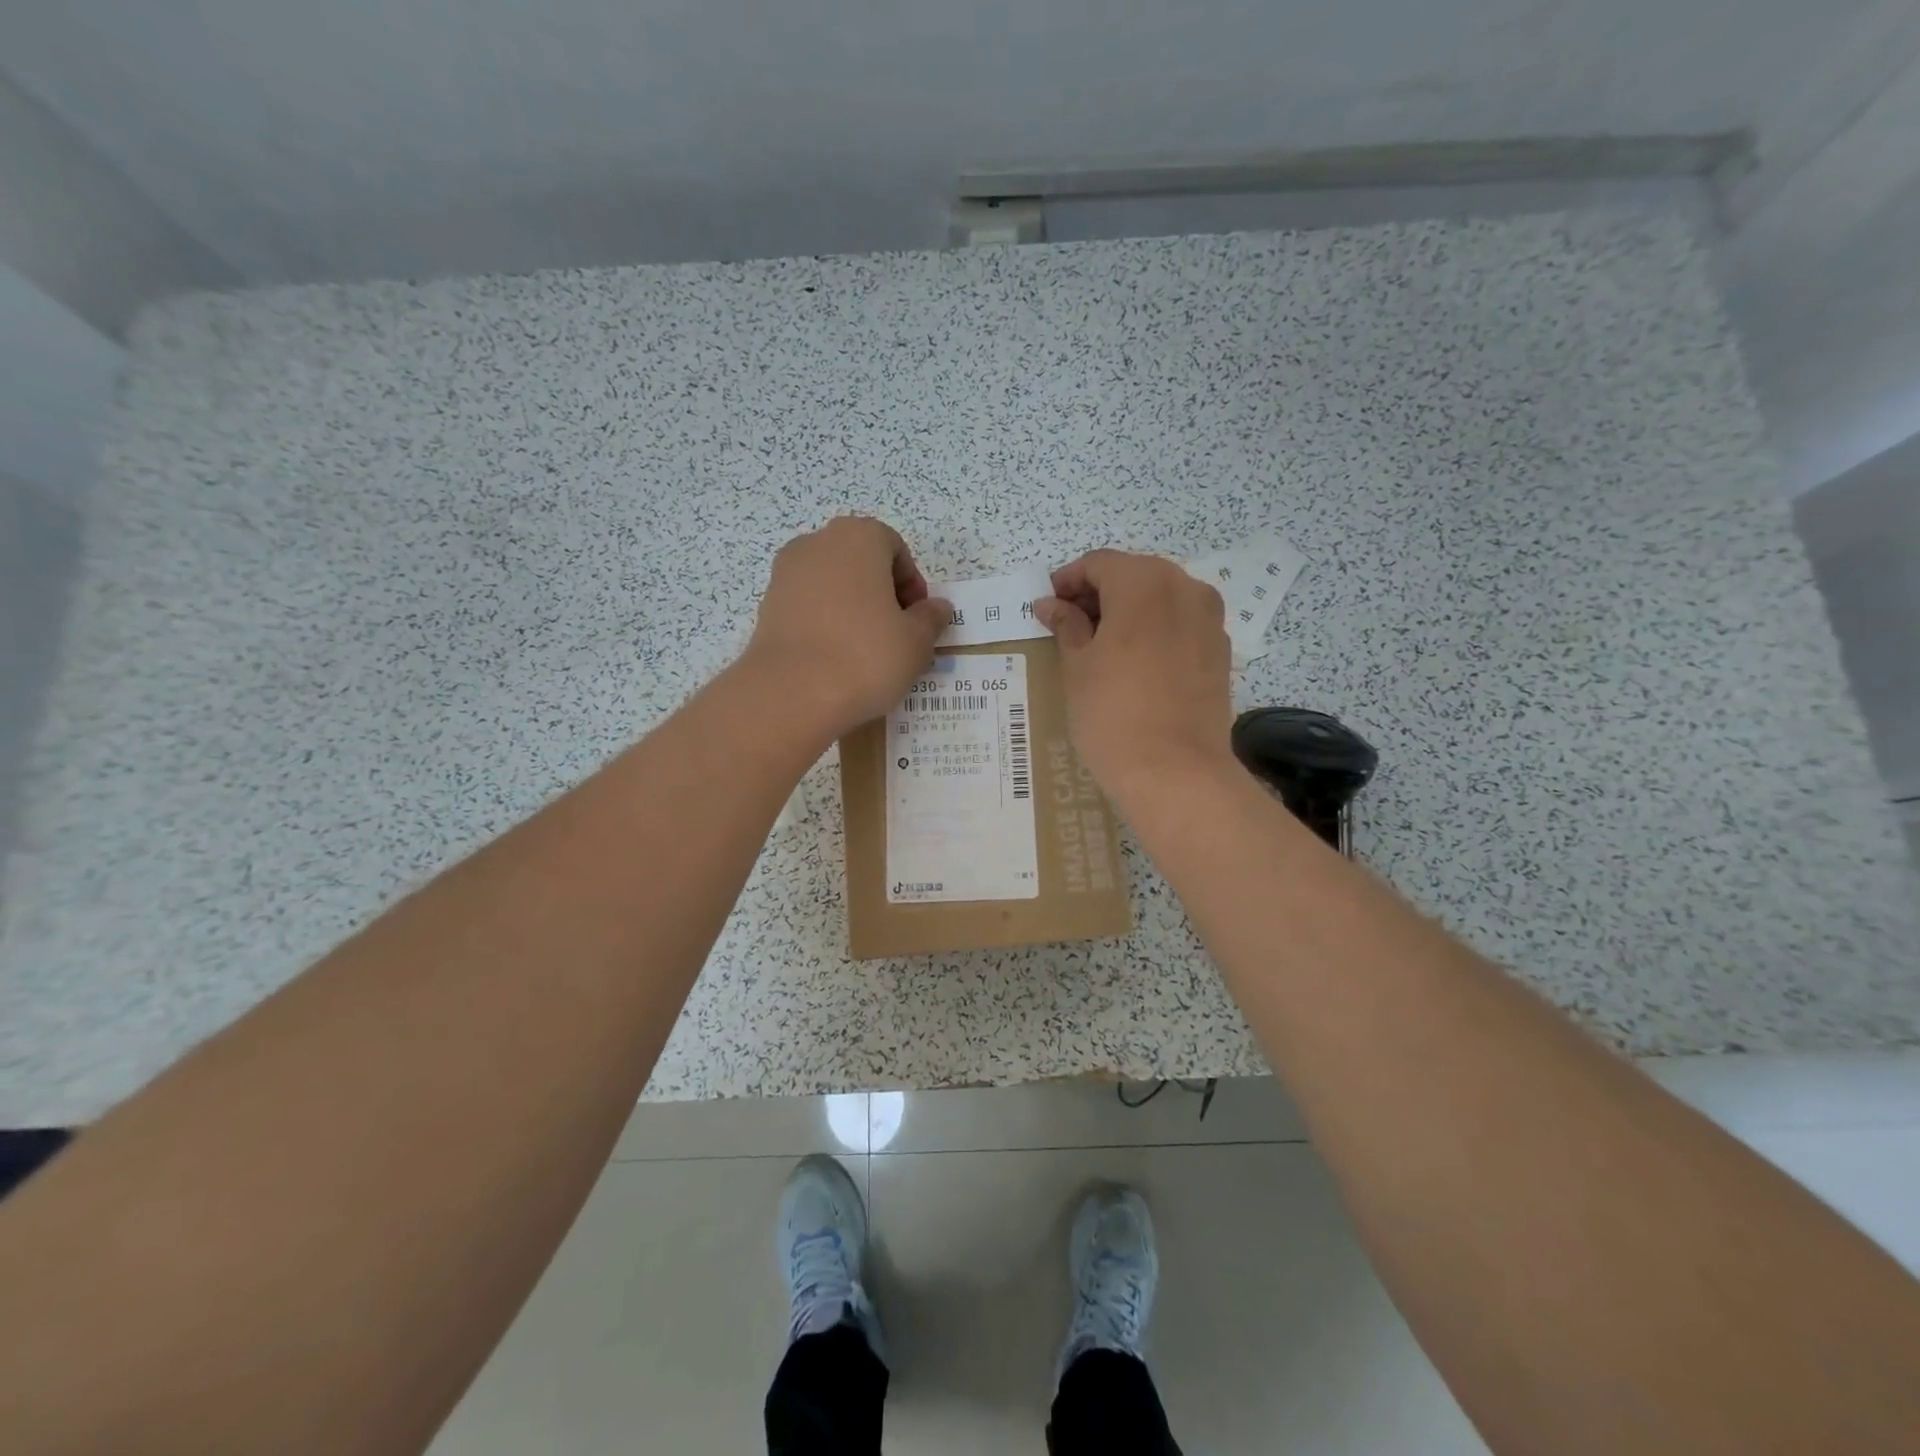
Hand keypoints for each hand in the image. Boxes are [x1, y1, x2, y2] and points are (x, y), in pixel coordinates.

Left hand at [741, 517, 951, 740]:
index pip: (895, 548)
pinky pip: (808, 607)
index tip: (917, 620)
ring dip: (852, 608)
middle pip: (860, 562)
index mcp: (858, 537)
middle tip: (895, 634)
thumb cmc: (865, 656)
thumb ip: (930, 619)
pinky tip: (834, 658)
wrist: (790, 694)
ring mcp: (786, 573)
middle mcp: (817, 543)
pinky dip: (825, 623)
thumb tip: (936, 608)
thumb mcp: (916, 642)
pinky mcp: (767, 605)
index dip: (912, 584)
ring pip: (832, 584)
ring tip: (864, 650)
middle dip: (881, 592)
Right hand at [1036, 549, 1234, 800]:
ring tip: (1100, 645)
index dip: (1068, 580)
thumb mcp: (1077, 666)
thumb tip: (1051, 604)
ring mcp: (1209, 619)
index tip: (1047, 606)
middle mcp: (1184, 588)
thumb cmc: (1112, 713)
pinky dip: (1154, 630)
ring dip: (1128, 611)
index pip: (1099, 563)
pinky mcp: (1220, 651)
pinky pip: (1180, 624)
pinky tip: (1135, 662)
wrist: (1175, 772)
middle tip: (1069, 625)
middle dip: (1099, 594)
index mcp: (1144, 582)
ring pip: (1160, 598)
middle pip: (1133, 575)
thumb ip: (1066, 625)